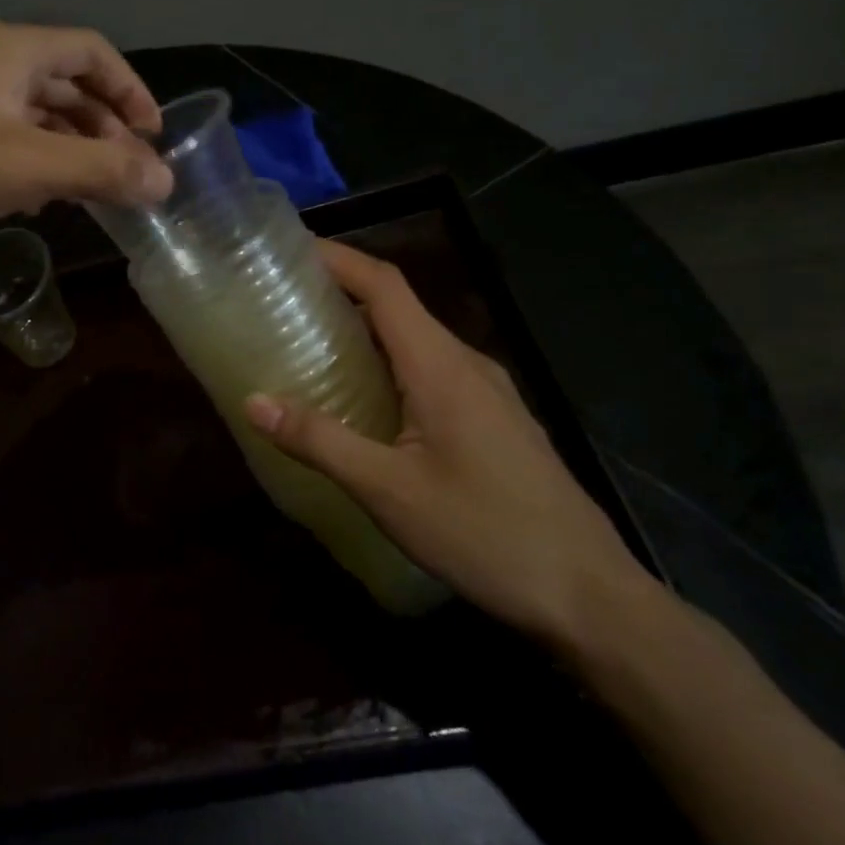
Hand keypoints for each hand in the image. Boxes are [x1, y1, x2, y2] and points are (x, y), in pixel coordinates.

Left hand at [0, 21, 173, 252]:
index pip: (93, 52)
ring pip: (38, 113)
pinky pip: (9, 135)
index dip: (131, 90)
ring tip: (94, 189)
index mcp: (13, 50)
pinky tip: (42, 196)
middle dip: (104, 126)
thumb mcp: (28, 167)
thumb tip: (167, 180)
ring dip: (72, 147)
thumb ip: (102, 170)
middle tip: (127, 171)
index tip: (152, 136)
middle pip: (67, 82)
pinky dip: (37, 159)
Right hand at [243, 240, 659, 651]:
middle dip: (342, 291)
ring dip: (366, 330)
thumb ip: (320, 440)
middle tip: (284, 300)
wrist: (590, 596)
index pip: (385, 285)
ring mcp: (488, 392)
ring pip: (417, 341)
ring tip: (313, 344)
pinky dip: (390, 364)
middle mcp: (466, 363)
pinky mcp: (496, 421)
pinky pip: (432, 371)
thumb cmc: (485, 533)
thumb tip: (254, 401)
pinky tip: (367, 401)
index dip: (338, 257)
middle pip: (399, 306)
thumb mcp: (388, 490)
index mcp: (440, 365)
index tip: (290, 248)